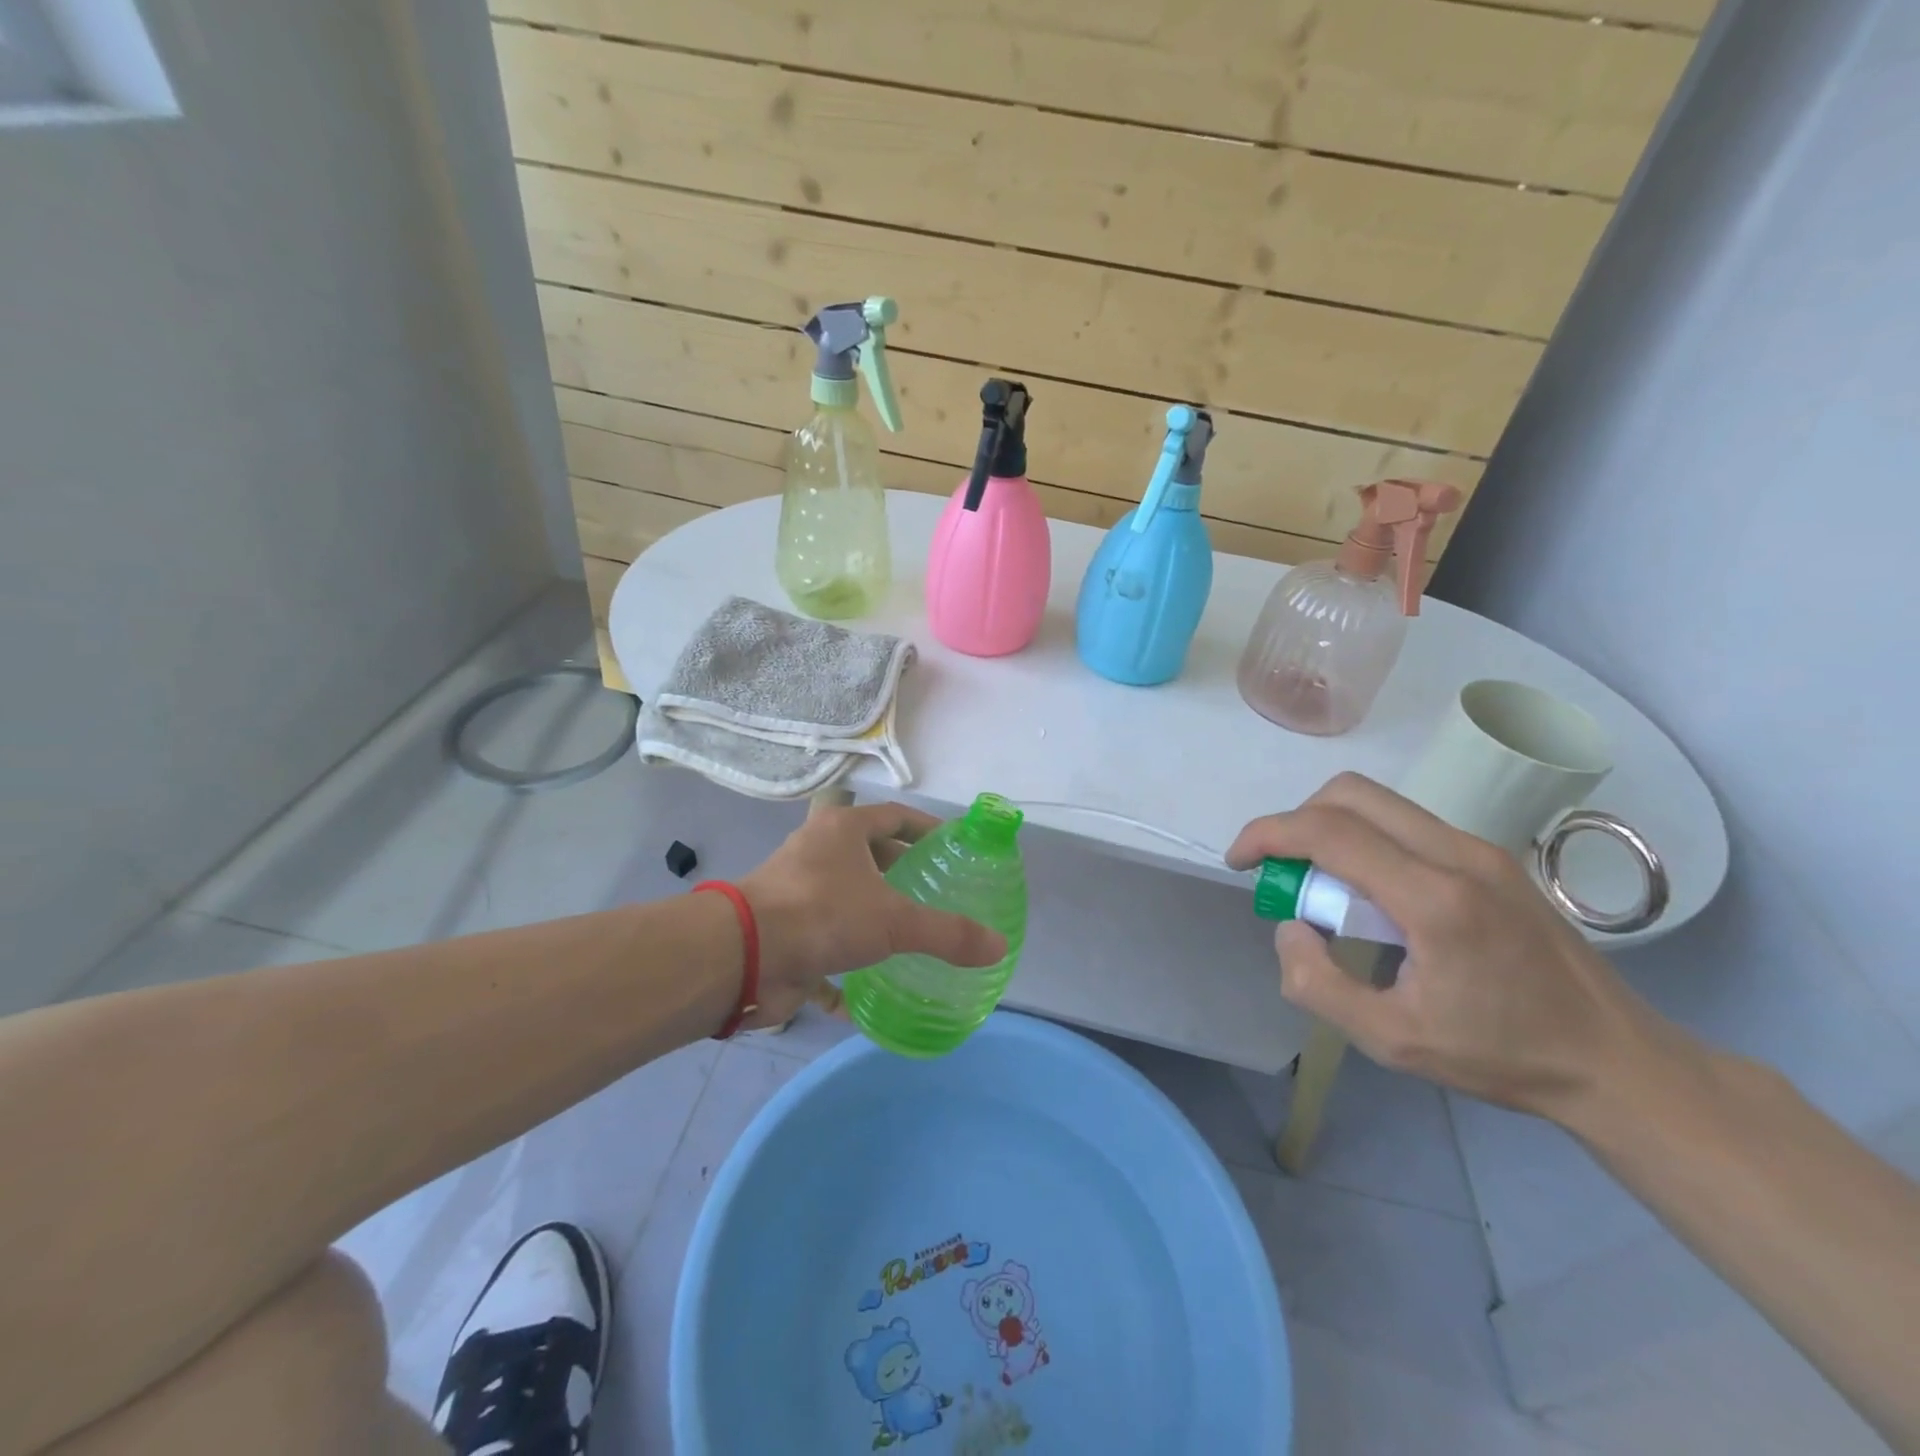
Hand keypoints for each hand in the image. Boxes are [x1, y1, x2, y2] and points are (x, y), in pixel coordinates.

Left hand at [737, 802, 1006, 1028]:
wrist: (744, 957)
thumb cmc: (823, 915)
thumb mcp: (894, 921)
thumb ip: (948, 933)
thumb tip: (999, 947)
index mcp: (842, 830)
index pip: (894, 816)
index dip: (926, 829)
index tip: (952, 847)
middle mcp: (817, 851)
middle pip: (869, 854)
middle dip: (902, 871)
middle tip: (937, 892)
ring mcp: (796, 890)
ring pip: (846, 895)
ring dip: (875, 911)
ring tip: (913, 930)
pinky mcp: (785, 928)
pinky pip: (827, 937)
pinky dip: (849, 957)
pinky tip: (876, 980)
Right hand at [1227, 773, 1666, 1120]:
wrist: (1618, 1061)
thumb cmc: (1503, 1056)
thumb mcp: (1391, 1040)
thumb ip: (1318, 983)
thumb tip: (1292, 926)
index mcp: (1435, 898)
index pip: (1329, 832)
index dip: (1268, 835)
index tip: (1238, 862)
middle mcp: (1458, 854)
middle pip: (1350, 794)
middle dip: (1296, 822)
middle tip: (1284, 873)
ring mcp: (1481, 850)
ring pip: (1378, 802)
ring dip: (1331, 829)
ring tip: (1326, 889)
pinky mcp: (1492, 858)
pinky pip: (1406, 824)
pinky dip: (1365, 840)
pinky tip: (1374, 897)